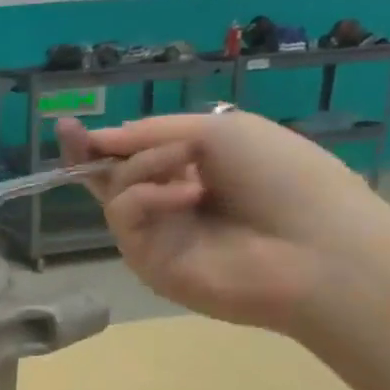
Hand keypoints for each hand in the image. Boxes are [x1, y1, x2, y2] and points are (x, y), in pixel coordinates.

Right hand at [56, 111, 389, 332]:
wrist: (319, 247)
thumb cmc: (285, 178)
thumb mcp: (221, 131)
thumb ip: (153, 132)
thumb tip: (99, 138)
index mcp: (196, 171)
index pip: (136, 157)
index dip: (105, 143)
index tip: (71, 127)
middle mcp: (171, 204)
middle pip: (112, 178)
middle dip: (88, 153)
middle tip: (71, 133)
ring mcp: (158, 235)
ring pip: (117, 191)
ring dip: (144, 166)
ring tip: (186, 161)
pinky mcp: (147, 261)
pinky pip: (127, 216)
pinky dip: (149, 196)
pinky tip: (188, 194)